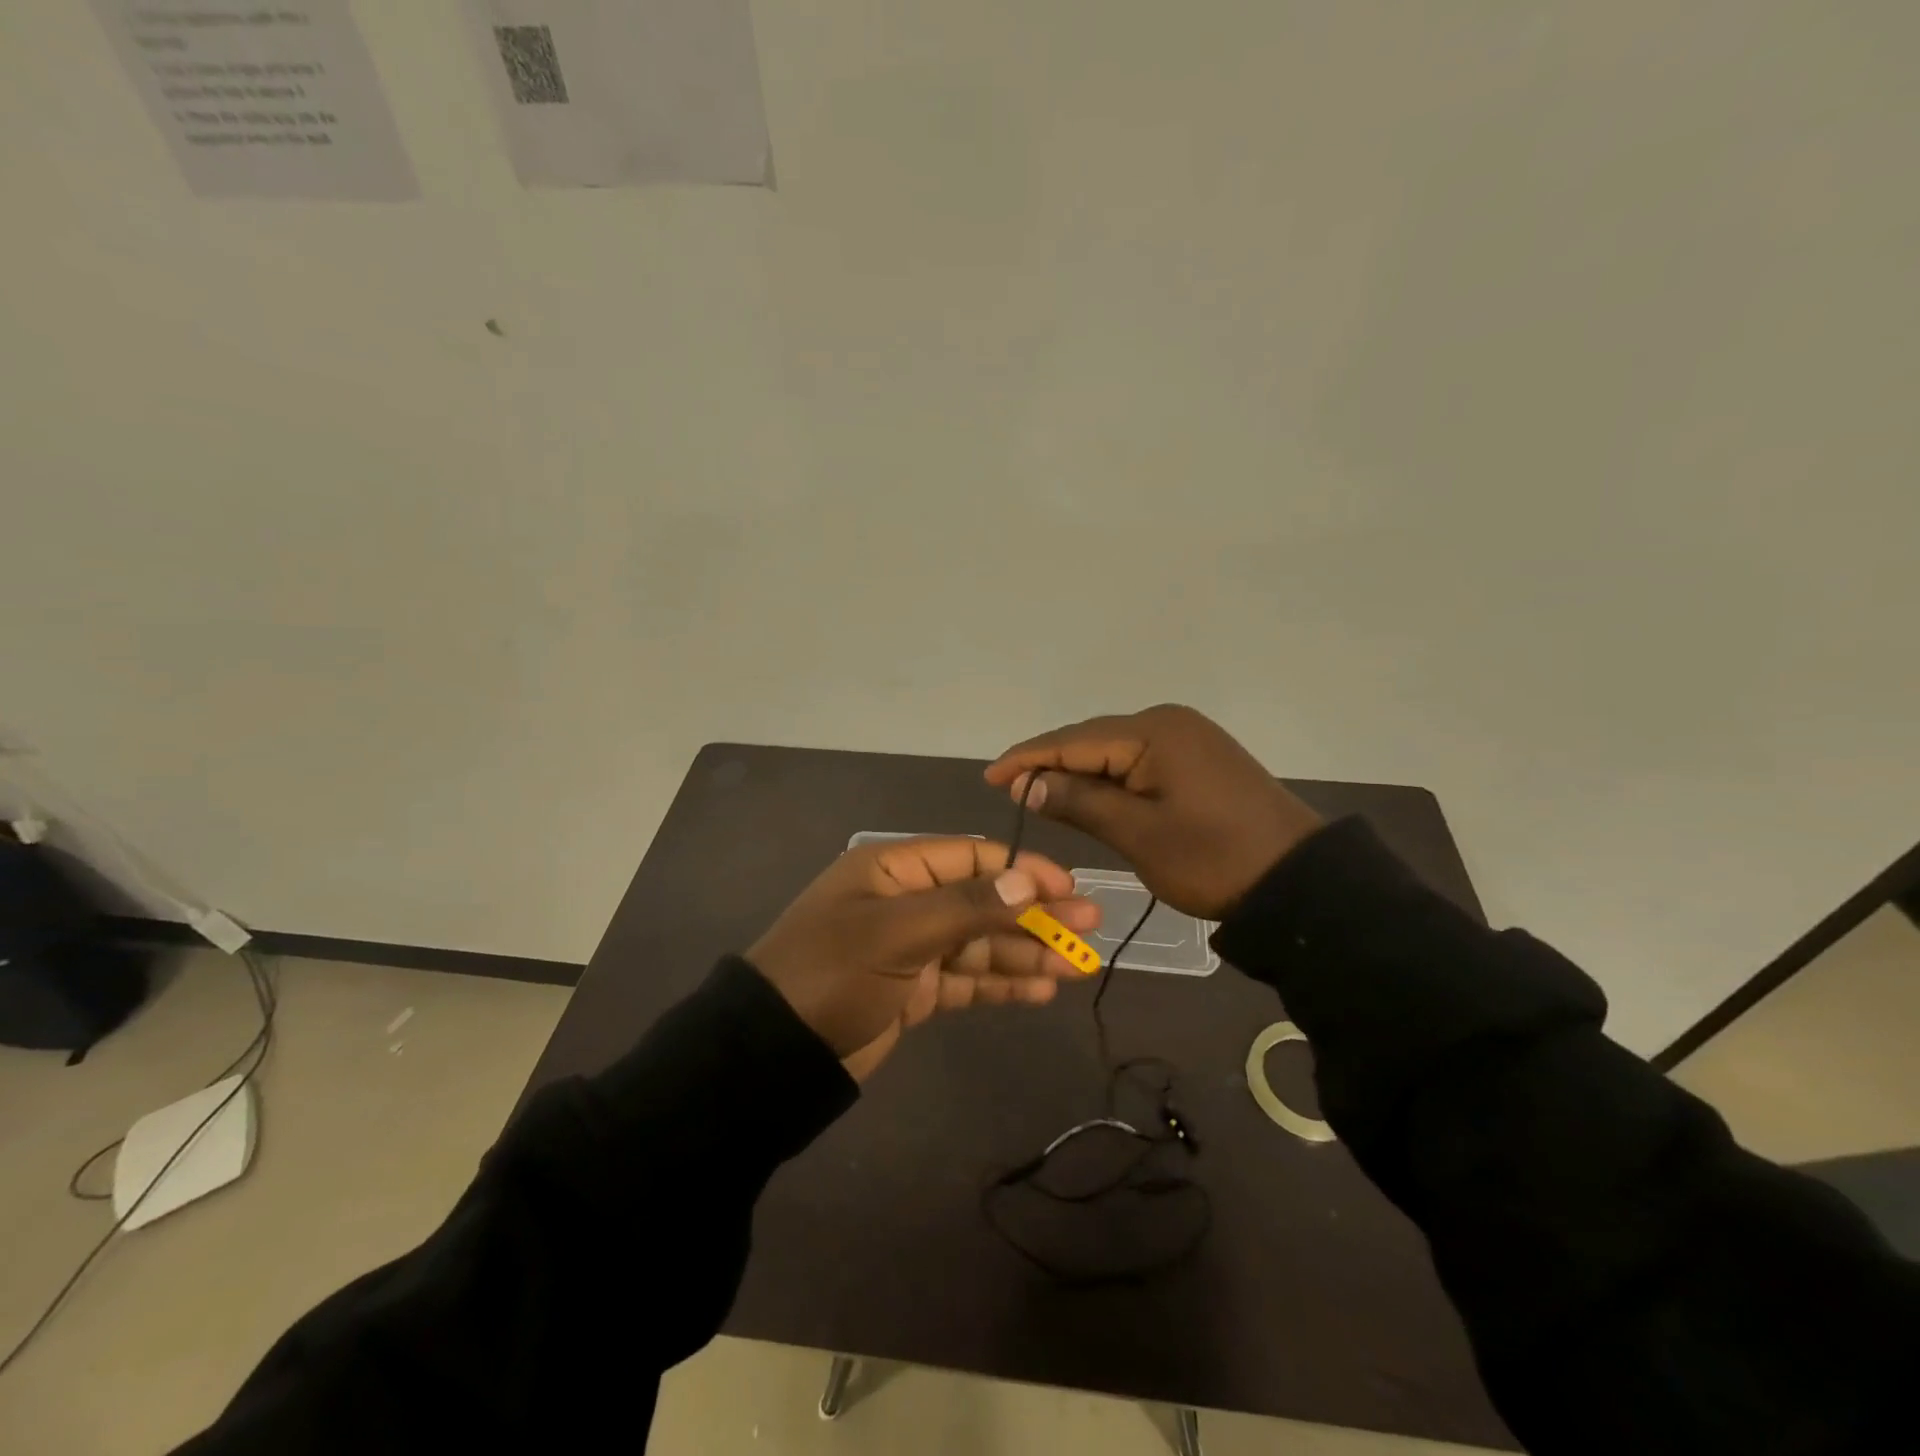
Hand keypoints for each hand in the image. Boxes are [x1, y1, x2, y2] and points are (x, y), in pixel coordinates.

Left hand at [746, 837, 1099, 1076]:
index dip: (1022, 870)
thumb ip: (965, 907)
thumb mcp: (897, 933)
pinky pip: (967, 980)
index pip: (972, 857)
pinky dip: (1001, 984)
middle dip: (1034, 915)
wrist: (773, 1054)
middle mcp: (907, 901)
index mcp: (895, 870)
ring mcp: (912, 948)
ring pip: (980, 943)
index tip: (1067, 888)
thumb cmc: (832, 973)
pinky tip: (1040, 990)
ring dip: (1026, 953)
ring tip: (1078, 965)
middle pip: (983, 901)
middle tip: (1089, 927)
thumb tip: (1025, 882)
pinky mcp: (914, 990)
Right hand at [984, 704, 1324, 918]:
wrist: (1299, 883)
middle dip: (1050, 764)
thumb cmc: (1214, 860)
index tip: (989, 778)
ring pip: (1114, 752)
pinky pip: (1138, 762)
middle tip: (1011, 792)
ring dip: (1078, 772)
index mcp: (1154, 732)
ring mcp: (1188, 739)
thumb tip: (1028, 783)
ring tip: (1039, 794)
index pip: (1073, 740)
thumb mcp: (1138, 835)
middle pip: (1092, 740)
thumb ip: (1079, 801)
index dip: (1027, 758)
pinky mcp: (1199, 759)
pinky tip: (1088, 794)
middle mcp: (1169, 722)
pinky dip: (1109, 779)